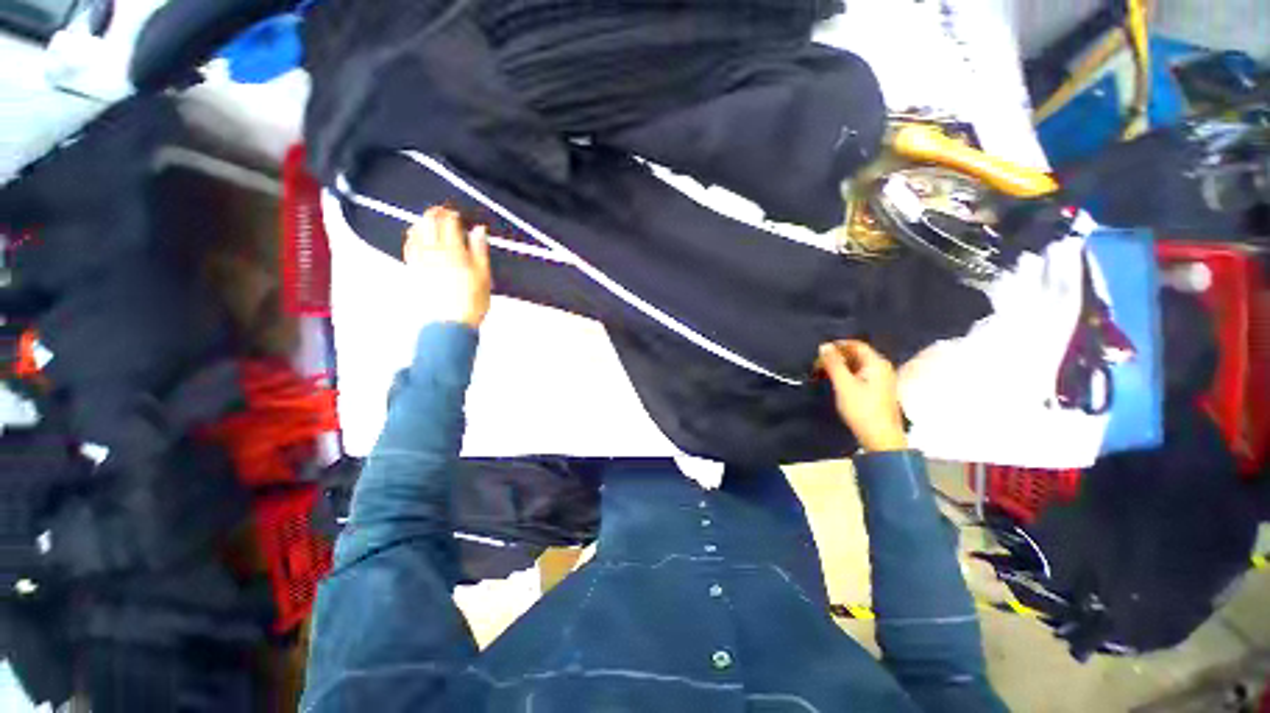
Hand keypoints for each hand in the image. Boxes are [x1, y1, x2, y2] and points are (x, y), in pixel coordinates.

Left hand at [404, 207, 492, 328]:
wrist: (450, 323)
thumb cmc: (472, 301)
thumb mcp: (484, 275)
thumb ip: (480, 250)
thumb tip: (479, 230)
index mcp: (453, 251)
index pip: (448, 222)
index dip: (452, 214)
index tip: (457, 215)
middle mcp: (433, 251)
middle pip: (428, 222)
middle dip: (435, 213)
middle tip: (443, 213)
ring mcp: (420, 260)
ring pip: (415, 231)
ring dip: (422, 223)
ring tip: (430, 222)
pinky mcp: (413, 269)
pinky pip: (408, 246)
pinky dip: (412, 237)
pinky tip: (417, 238)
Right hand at [818, 340, 907, 451]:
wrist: (880, 438)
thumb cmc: (861, 409)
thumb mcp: (843, 384)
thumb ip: (833, 363)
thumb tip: (824, 345)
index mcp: (877, 363)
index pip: (856, 345)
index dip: (837, 346)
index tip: (819, 353)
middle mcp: (882, 368)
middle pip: (857, 355)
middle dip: (836, 357)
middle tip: (817, 365)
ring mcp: (881, 380)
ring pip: (857, 366)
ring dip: (839, 367)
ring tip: (822, 374)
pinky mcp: (878, 391)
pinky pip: (860, 375)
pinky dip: (846, 375)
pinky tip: (834, 383)